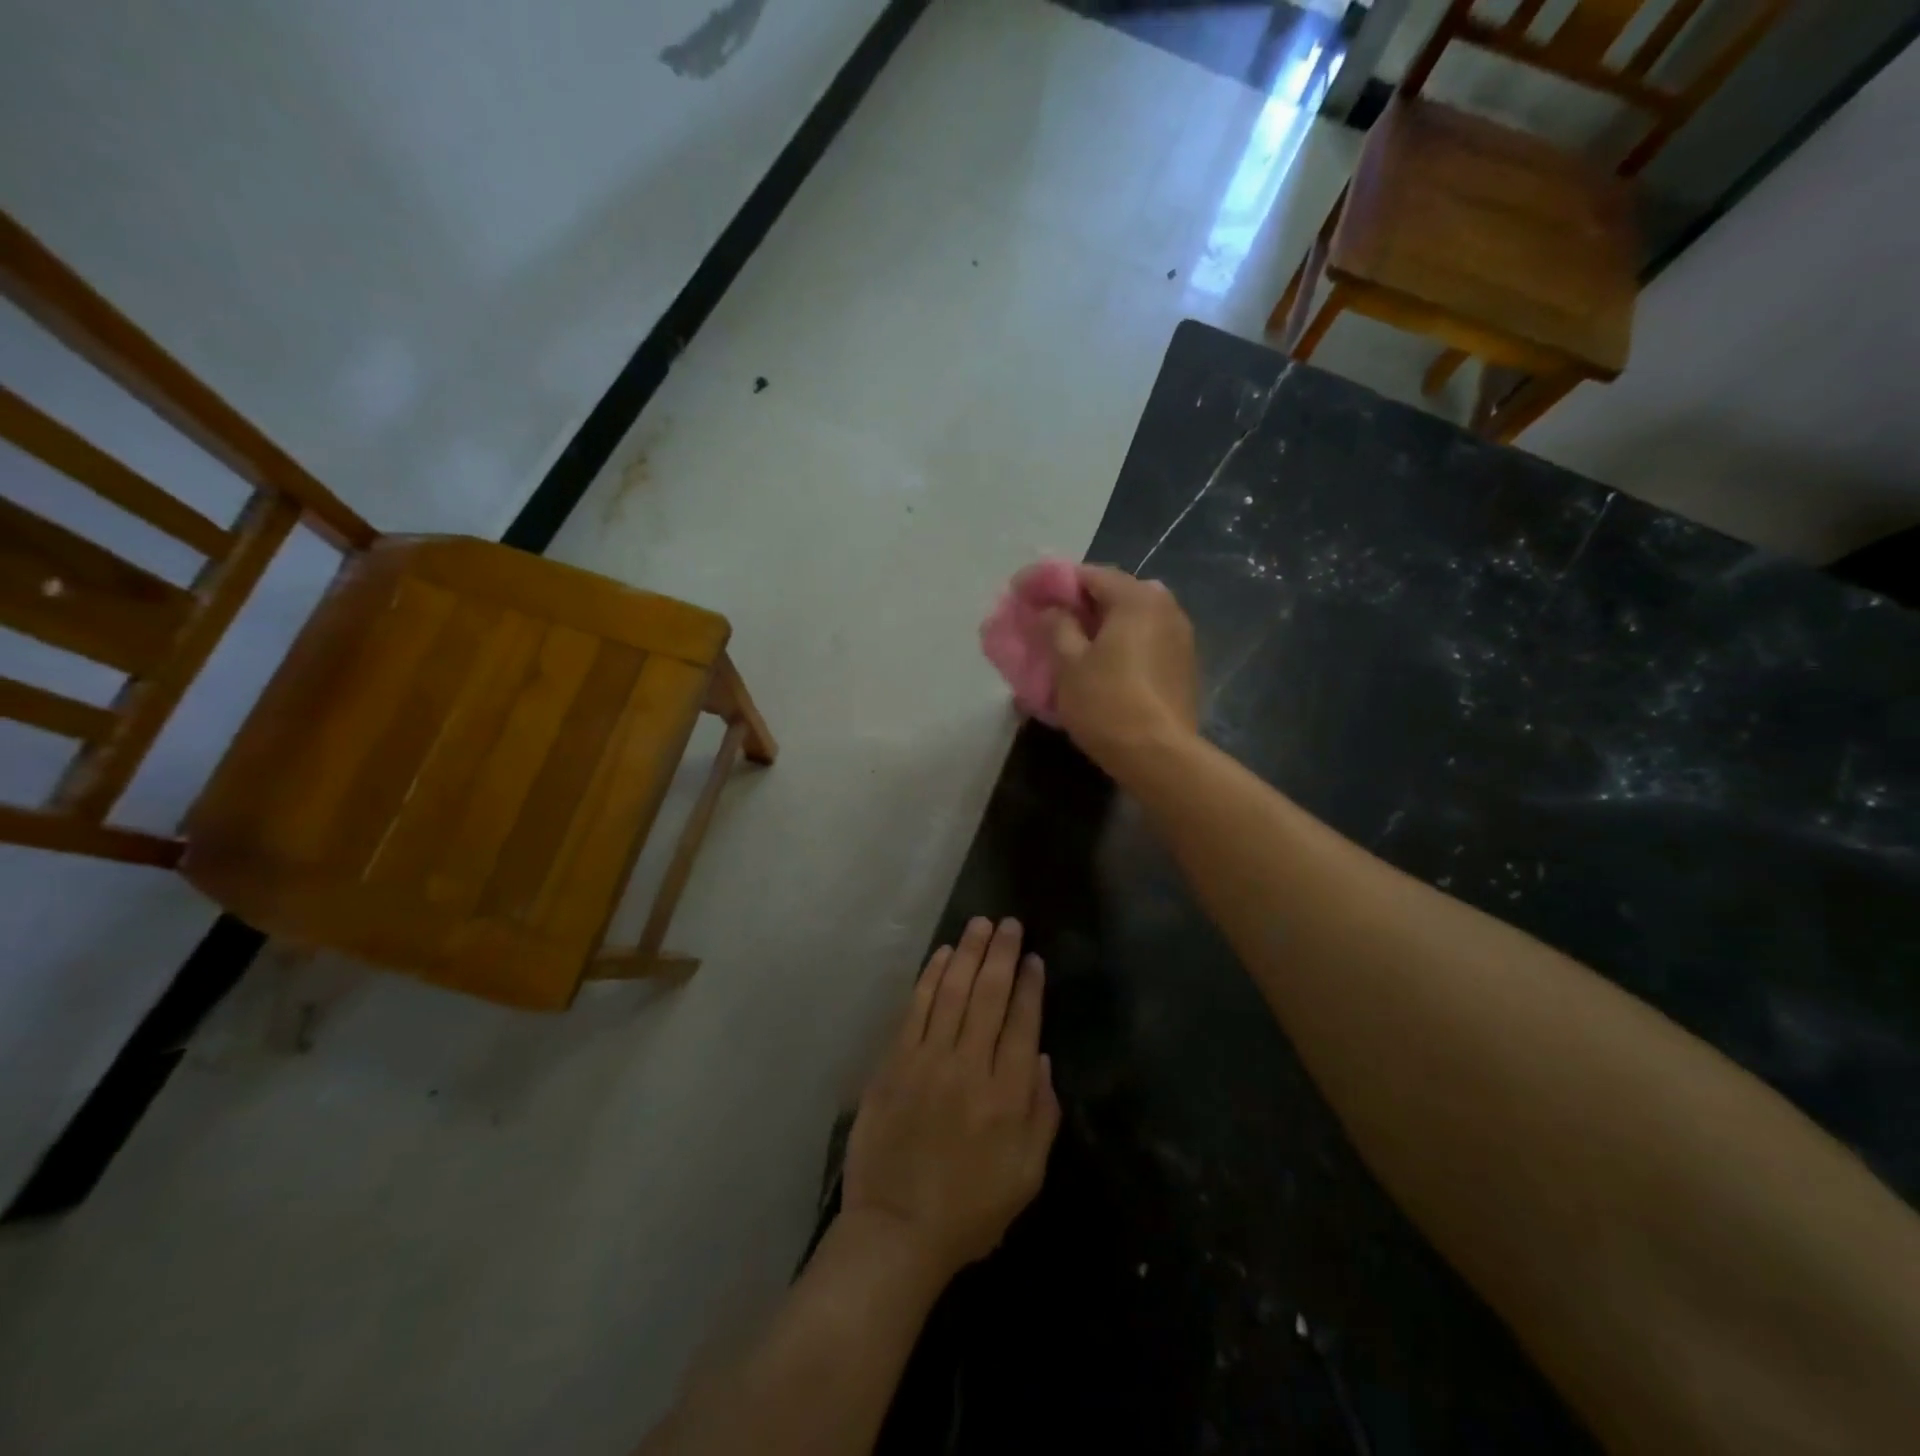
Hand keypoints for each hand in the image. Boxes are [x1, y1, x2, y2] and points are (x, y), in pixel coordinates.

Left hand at [842, 918, 1060, 1281]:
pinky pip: (916, 1009)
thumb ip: (1042, 1114)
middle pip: (988, 996)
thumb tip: (1040, 1058)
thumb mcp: (1027, 1176)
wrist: (896, 1231)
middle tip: (1009, 924)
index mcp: (1007, 1096)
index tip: (1033, 957)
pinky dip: (930, 978)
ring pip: (952, 992)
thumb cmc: (970, 1211)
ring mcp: (927, 1061)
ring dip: (967, 953)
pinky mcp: (895, 1063)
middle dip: (1001, 954)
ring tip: (979, 925)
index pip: (1022, 1023)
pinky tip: (942, 956)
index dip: (1029, 986)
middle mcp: (969, 1067)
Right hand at [1043, 564, 1199, 774]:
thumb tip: (1052, 609)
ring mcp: (1181, 636)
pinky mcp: (1184, 665)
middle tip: (1049, 619)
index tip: (1026, 594)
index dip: (1055, 582)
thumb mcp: (1069, 664)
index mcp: (1137, 598)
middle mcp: (1166, 607)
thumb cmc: (1107, 703)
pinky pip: (1146, 641)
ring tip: (1072, 643)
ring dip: (1102, 625)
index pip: (1090, 574)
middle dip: (1080, 603)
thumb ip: (1057, 626)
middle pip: (1115, 593)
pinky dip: (1121, 644)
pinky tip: (1102, 663)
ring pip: (1132, 619)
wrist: (1159, 755)